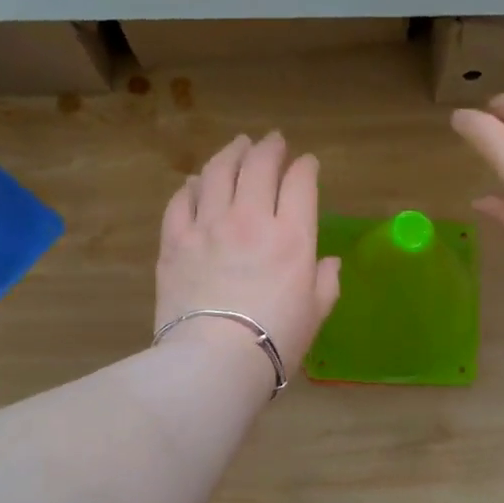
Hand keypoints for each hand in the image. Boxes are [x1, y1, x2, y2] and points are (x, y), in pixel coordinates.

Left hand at [155, 132, 341, 385]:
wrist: (214, 362)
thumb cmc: (275, 342)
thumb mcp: (316, 314)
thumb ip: (326, 282)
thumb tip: (328, 262)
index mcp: (292, 236)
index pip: (300, 183)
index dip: (305, 167)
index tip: (307, 163)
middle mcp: (250, 219)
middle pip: (259, 166)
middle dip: (270, 148)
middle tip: (273, 141)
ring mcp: (208, 226)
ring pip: (218, 172)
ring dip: (230, 153)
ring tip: (237, 145)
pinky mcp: (174, 241)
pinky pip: (181, 201)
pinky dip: (192, 186)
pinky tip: (196, 182)